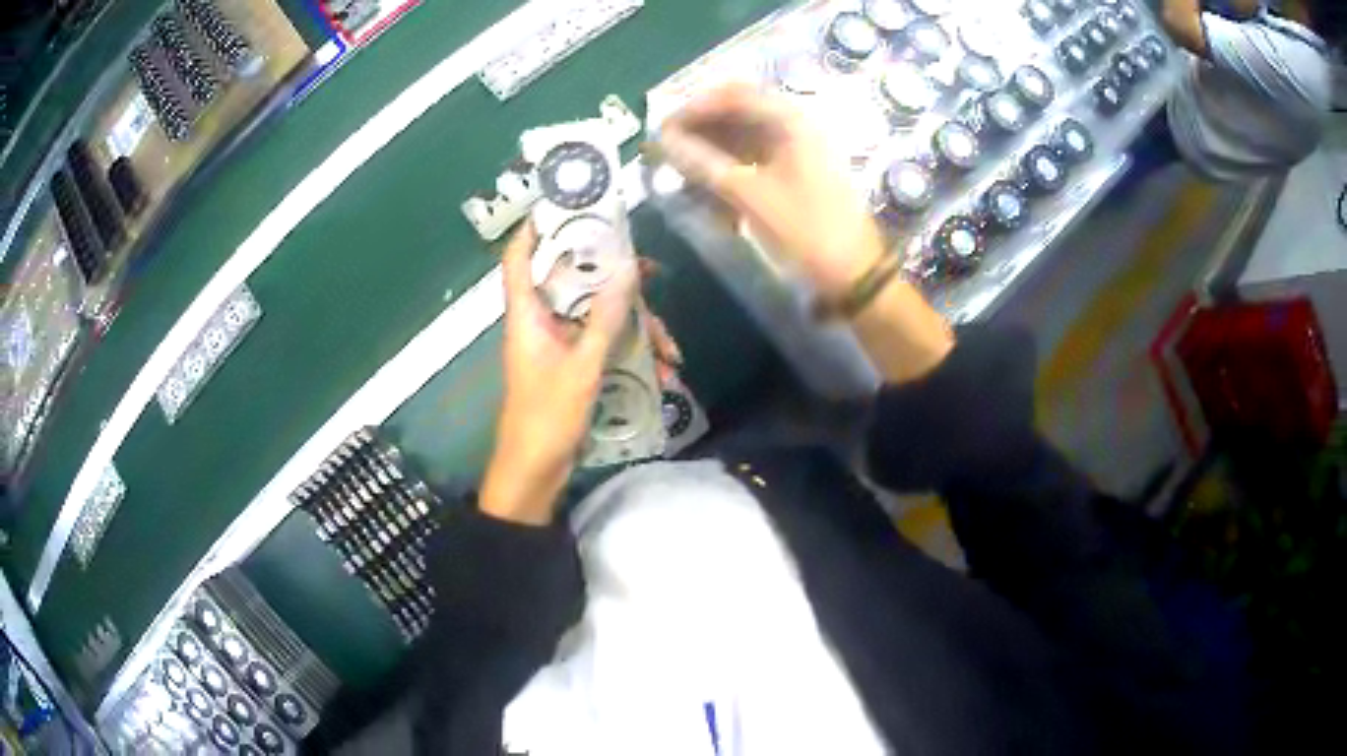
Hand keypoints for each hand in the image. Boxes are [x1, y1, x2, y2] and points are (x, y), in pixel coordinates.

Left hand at [480, 225, 682, 524]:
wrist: (535, 473)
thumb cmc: (547, 418)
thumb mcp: (582, 367)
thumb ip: (605, 319)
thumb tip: (628, 270)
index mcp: (527, 315)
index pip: (518, 258)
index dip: (534, 228)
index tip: (566, 206)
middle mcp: (540, 322)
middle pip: (572, 282)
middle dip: (614, 279)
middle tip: (653, 274)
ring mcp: (557, 344)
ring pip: (596, 315)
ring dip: (635, 328)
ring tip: (671, 351)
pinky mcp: (571, 365)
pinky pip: (602, 344)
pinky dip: (630, 353)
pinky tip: (663, 373)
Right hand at [658, 84, 953, 384]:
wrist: (852, 272)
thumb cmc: (804, 230)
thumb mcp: (748, 196)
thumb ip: (702, 163)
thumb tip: (662, 142)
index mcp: (790, 120)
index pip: (733, 96)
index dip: (693, 108)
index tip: (662, 131)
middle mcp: (795, 124)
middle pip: (738, 110)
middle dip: (700, 125)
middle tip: (667, 148)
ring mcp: (798, 146)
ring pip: (744, 132)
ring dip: (712, 144)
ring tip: (681, 165)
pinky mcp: (797, 168)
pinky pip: (755, 153)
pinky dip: (729, 162)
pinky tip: (708, 179)